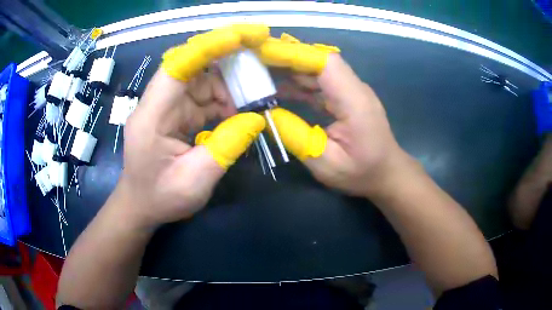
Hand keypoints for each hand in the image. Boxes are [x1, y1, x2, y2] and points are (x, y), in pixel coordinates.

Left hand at [115, 25, 272, 228]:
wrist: (140, 207)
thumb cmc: (160, 198)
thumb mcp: (196, 180)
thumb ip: (226, 147)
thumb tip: (256, 118)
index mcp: (152, 116)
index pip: (178, 66)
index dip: (209, 47)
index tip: (243, 38)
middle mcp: (156, 103)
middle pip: (192, 68)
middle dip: (226, 66)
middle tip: (258, 73)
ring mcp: (164, 107)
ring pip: (199, 81)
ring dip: (226, 89)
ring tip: (248, 105)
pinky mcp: (173, 115)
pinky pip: (199, 98)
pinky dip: (220, 102)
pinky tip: (234, 115)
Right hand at [272, 54, 413, 197]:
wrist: (386, 173)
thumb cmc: (361, 172)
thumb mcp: (325, 163)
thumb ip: (295, 137)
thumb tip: (266, 114)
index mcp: (354, 101)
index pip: (325, 63)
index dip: (295, 54)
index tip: (265, 54)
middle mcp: (354, 88)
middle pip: (319, 61)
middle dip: (286, 58)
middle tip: (254, 62)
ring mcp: (351, 90)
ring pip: (318, 69)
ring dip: (290, 69)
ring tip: (260, 73)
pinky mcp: (346, 96)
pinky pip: (321, 82)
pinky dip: (299, 82)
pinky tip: (280, 89)